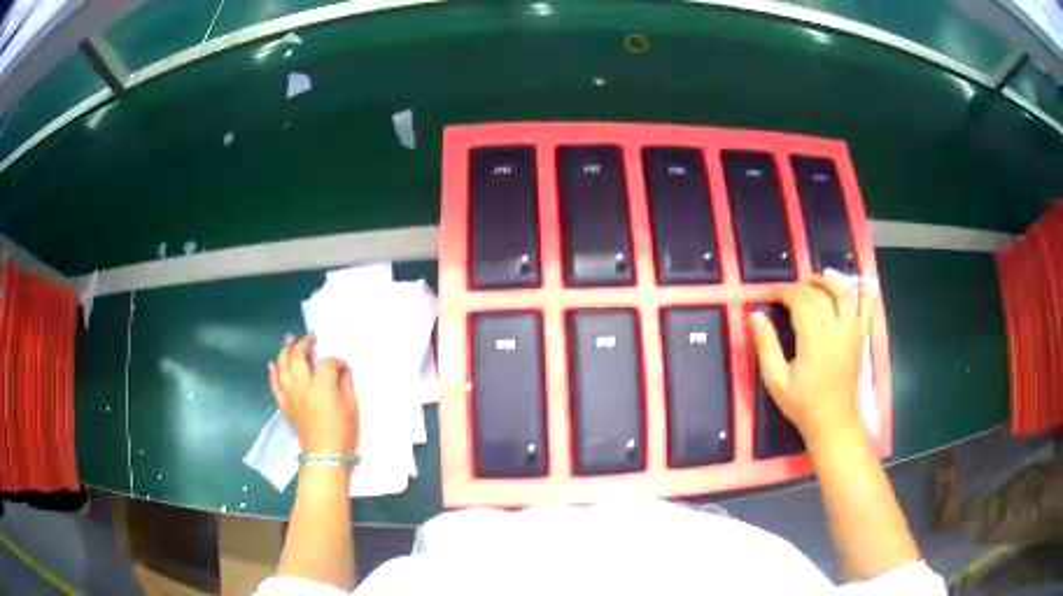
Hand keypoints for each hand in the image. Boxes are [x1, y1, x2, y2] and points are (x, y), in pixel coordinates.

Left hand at [269, 335, 359, 455]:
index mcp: (322, 386)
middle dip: (305, 344)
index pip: (327, 362)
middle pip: (298, 356)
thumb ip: (346, 384)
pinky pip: (275, 384)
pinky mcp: (284, 405)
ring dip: (286, 351)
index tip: (344, 368)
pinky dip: (273, 372)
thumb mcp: (352, 407)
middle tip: (311, 339)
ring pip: (282, 366)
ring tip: (289, 340)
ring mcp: (290, 395)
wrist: (324, 457)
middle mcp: (302, 386)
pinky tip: (272, 363)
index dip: (336, 361)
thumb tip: (342, 370)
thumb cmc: (343, 433)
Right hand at [751, 275, 875, 440]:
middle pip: (821, 296)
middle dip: (803, 287)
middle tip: (788, 291)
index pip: (801, 302)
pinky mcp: (861, 338)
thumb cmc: (802, 404)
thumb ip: (766, 346)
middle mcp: (835, 331)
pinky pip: (867, 311)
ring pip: (844, 295)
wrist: (832, 421)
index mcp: (814, 341)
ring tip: (815, 282)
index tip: (773, 294)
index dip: (786, 292)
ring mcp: (852, 333)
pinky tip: (865, 280)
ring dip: (829, 283)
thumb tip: (755, 315)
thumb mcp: (776, 380)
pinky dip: (867, 294)